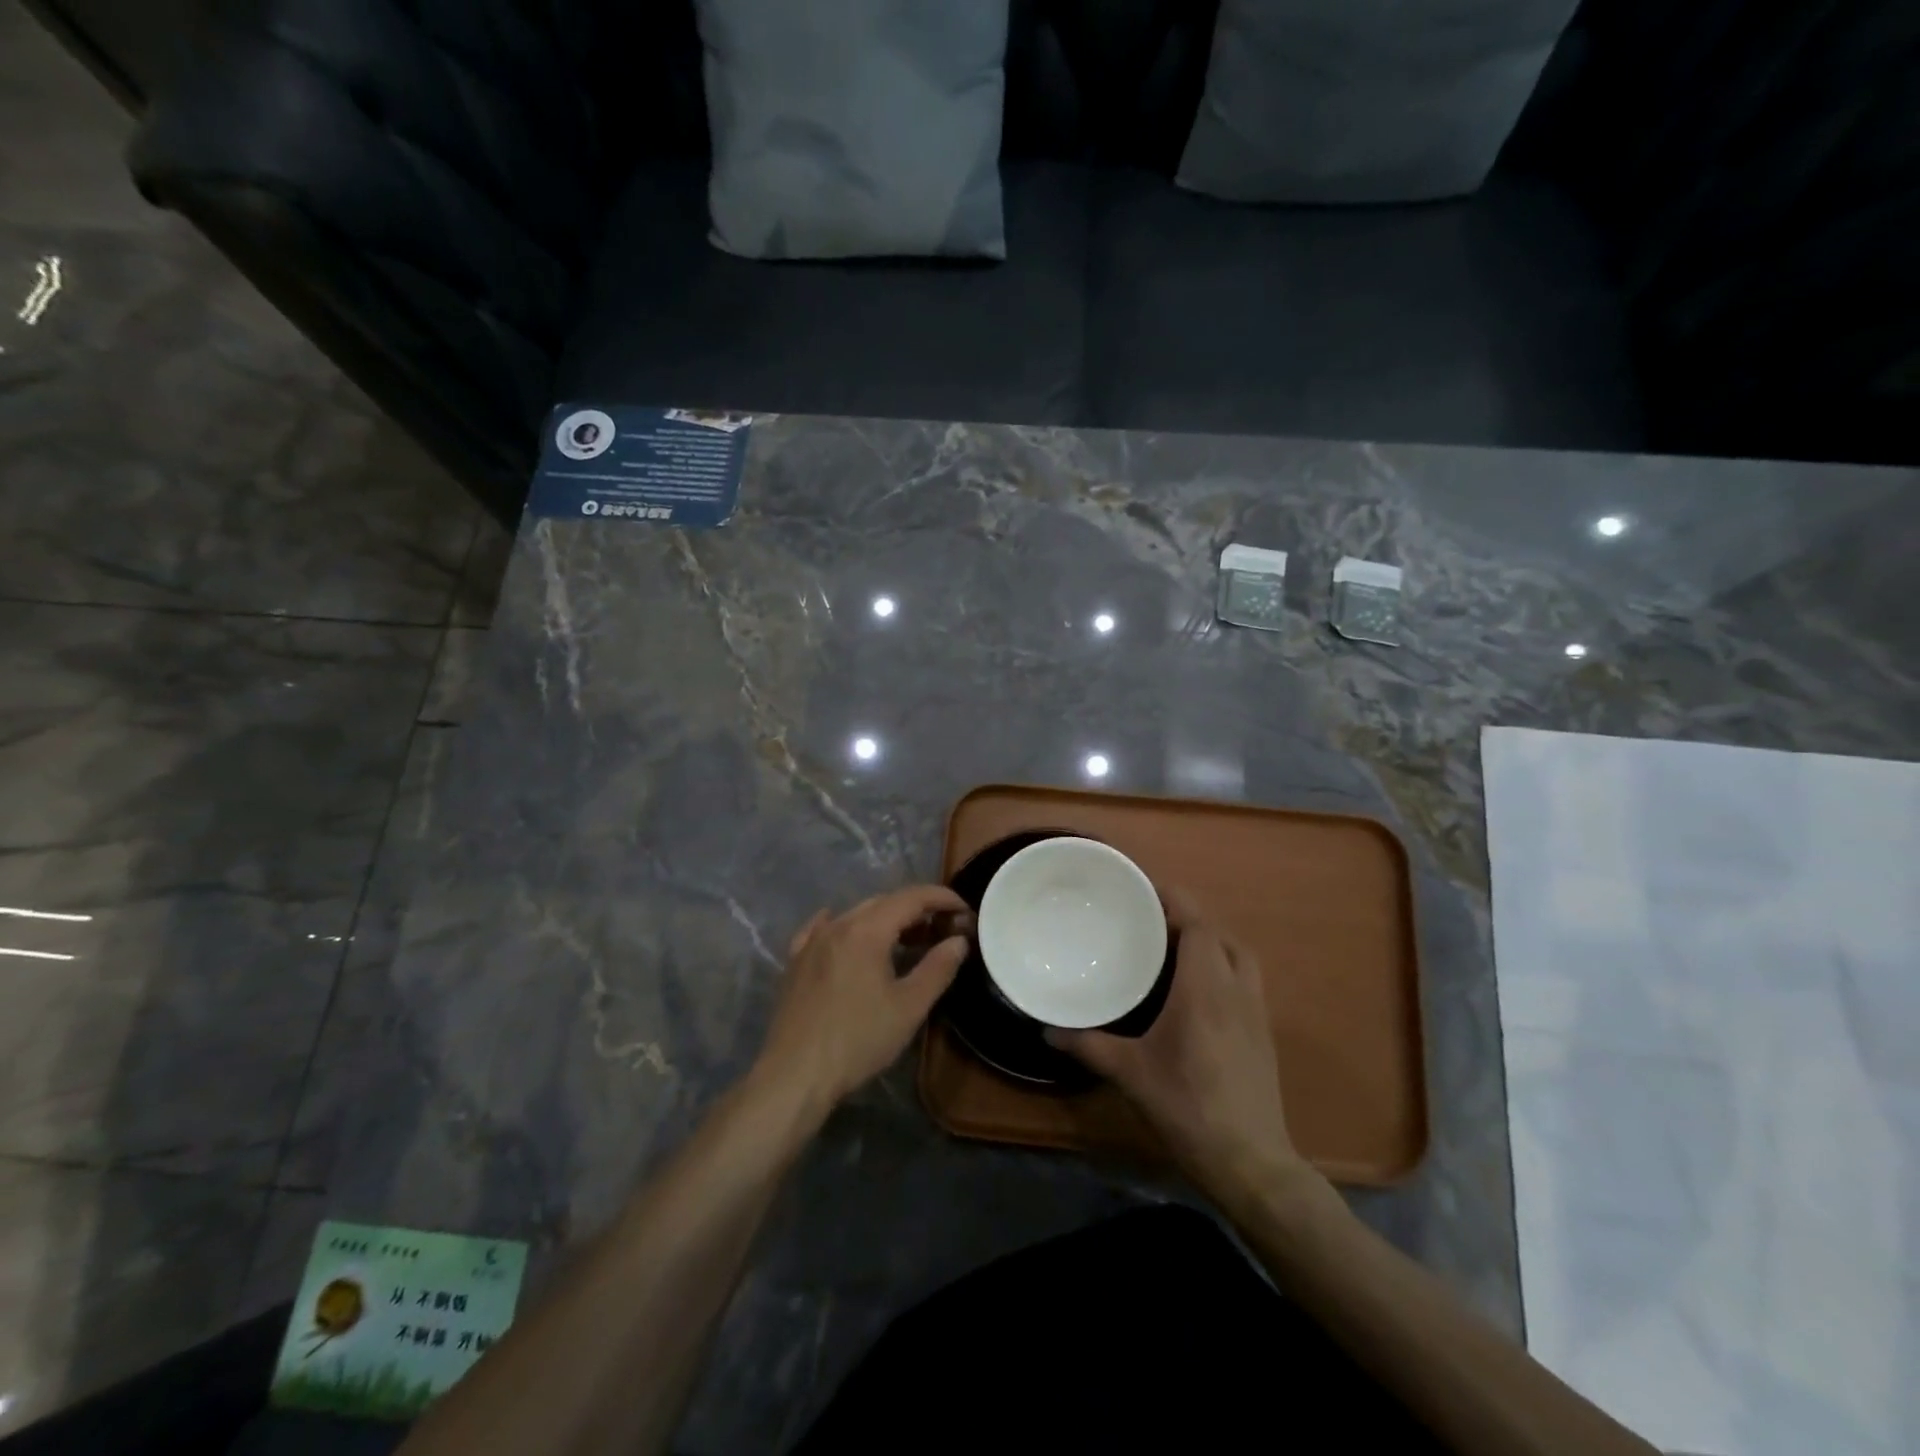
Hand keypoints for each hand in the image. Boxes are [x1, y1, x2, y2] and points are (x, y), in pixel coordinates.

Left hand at [754, 885, 969, 1113]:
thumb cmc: (858, 1040)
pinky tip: (843, 930)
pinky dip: (844, 926)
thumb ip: (937, 969)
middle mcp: (838, 925)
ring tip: (907, 939)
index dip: (941, 898)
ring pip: (855, 914)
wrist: (794, 1074)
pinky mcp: (795, 962)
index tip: (964, 910)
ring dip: (885, 919)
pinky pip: (821, 929)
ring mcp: (812, 942)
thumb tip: (959, 940)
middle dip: (917, 909)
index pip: (911, 898)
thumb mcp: (909, 1007)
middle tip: (942, 929)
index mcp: (867, 930)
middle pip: (884, 902)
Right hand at [1048, 892, 1308, 1201]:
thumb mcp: (1130, 1074)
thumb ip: (1087, 1046)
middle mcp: (1235, 989)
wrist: (1251, 1162)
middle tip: (1150, 920)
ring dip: (1210, 940)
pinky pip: (1244, 977)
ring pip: (1238, 954)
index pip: (1198, 925)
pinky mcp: (1263, 1032)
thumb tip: (1046, 1029)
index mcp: (1204, 989)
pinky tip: (1196, 989)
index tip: (1144, 892)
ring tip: (1173, 947)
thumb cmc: (1188, 1108)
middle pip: (1219, 933)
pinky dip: (1222, 964)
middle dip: (1188, 918)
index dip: (1175, 902)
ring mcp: (1255, 1011)